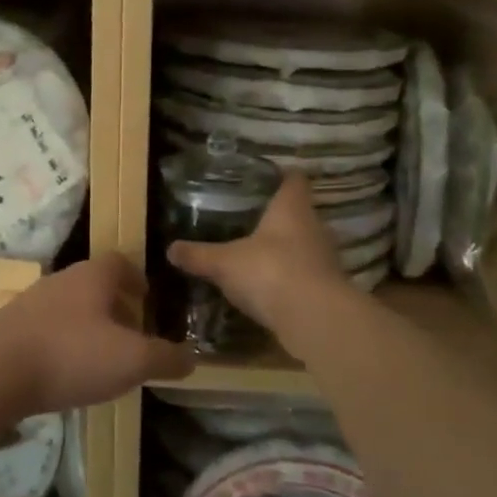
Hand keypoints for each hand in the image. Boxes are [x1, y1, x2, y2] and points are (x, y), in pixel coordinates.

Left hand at [0, 254, 192, 417]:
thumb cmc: (70, 354)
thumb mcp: (131, 360)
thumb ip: (165, 358)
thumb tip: (191, 357)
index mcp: (92, 276)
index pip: (120, 262)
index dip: (137, 279)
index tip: (148, 300)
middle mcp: (61, 280)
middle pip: (94, 285)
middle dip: (115, 307)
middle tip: (132, 335)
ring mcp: (31, 303)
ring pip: (69, 308)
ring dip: (88, 327)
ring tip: (102, 358)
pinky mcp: (9, 329)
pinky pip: (46, 330)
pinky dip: (62, 344)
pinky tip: (65, 373)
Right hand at [166, 172, 347, 336]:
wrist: (314, 319)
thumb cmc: (269, 272)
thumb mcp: (224, 263)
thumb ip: (199, 255)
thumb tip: (170, 249)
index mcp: (292, 208)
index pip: (294, 180)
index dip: (280, 177)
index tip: (262, 179)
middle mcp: (314, 227)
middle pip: (299, 213)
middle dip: (277, 217)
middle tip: (248, 219)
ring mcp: (325, 258)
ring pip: (303, 245)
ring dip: (284, 250)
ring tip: (255, 253)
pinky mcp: (326, 288)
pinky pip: (303, 275)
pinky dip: (288, 278)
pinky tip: (267, 286)